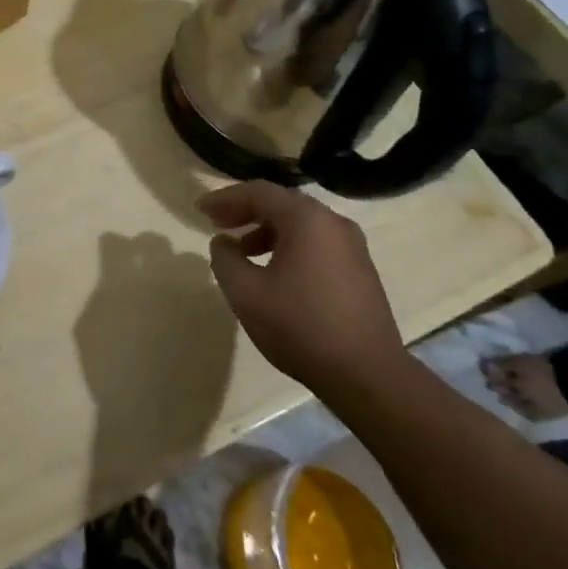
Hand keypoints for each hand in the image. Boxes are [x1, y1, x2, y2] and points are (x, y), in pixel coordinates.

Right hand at [199, 181, 408, 403]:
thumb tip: (223, 242)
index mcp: (307, 219)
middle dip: (245, 211)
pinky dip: (288, 245)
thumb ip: (225, 258)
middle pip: (281, 203)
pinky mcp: (360, 270)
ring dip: (266, 230)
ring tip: (241, 251)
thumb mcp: (245, 292)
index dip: (225, 198)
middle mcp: (333, 223)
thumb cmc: (300, 326)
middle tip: (217, 224)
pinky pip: (316, 243)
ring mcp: (352, 247)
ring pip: (300, 224)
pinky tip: (273, 271)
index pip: (259, 192)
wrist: (367, 375)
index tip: (200, 210)